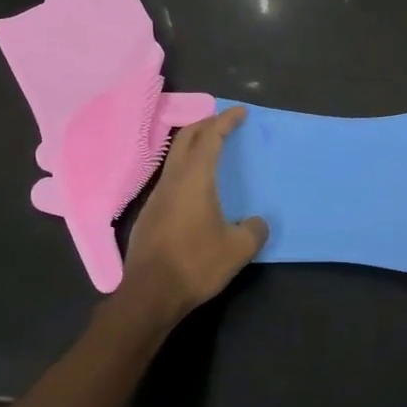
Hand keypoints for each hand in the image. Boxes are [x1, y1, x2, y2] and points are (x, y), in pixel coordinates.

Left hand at [118, 106, 268, 323]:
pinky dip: (185, 169)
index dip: (225, 121)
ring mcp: (156, 197)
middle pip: (185, 139)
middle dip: (205, 124)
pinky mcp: (149, 215)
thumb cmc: (195, 264)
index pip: (210, 137)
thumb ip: (254, 230)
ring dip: (192, 147)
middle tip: (223, 122)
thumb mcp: (238, 249)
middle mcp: (172, 180)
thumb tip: (257, 223)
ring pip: (174, 158)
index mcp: (194, 179)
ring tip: (211, 151)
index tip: (240, 112)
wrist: (150, 295)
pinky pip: (169, 179)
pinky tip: (195, 188)